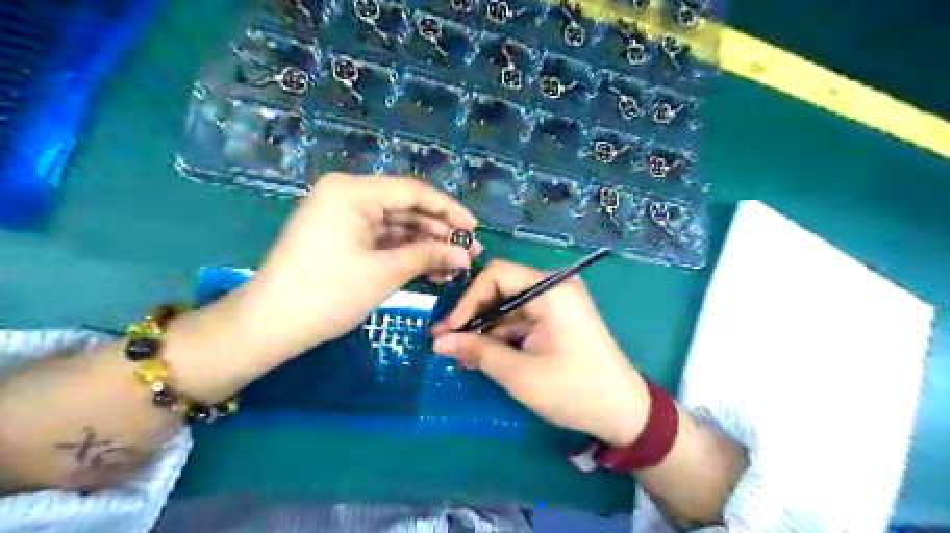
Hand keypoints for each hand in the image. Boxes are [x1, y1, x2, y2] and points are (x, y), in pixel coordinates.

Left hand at [233, 173, 478, 357]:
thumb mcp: (385, 272)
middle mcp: (347, 196)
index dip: (448, 210)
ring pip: (396, 226)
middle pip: (405, 208)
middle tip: (469, 252)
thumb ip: (428, 256)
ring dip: (425, 245)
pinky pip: (381, 240)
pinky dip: (405, 254)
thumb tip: (466, 254)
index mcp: (352, 191)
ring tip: (455, 265)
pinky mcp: (342, 238)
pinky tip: (431, 269)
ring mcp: (343, 217)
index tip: (474, 228)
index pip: (412, 192)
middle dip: (439, 232)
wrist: (271, 325)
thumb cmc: (328, 293)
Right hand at [434, 258, 650, 445]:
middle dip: (474, 317)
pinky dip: (504, 335)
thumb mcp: (518, 373)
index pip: (496, 275)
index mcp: (550, 290)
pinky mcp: (560, 318)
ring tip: (462, 355)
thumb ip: (477, 351)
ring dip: (486, 329)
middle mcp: (555, 286)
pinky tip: (485, 355)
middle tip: (448, 343)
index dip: (467, 300)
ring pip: (510, 306)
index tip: (448, 330)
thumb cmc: (572, 390)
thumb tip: (439, 341)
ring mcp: (559, 302)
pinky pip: (524, 318)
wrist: (624, 412)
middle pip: (502, 289)